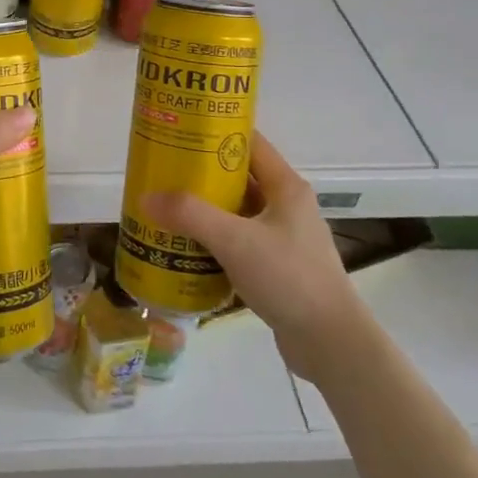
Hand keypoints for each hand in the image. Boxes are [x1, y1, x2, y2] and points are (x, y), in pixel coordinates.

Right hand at [143, 131, 354, 373]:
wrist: (331, 345)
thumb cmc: (289, 278)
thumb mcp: (235, 241)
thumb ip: (190, 215)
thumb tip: (145, 197)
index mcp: (285, 186)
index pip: (249, 142)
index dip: (215, 132)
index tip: (179, 132)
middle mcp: (286, 206)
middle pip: (239, 177)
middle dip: (201, 174)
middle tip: (163, 172)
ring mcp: (283, 238)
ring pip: (237, 212)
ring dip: (205, 210)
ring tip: (167, 208)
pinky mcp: (277, 267)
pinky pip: (239, 242)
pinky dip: (214, 241)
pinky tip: (187, 248)